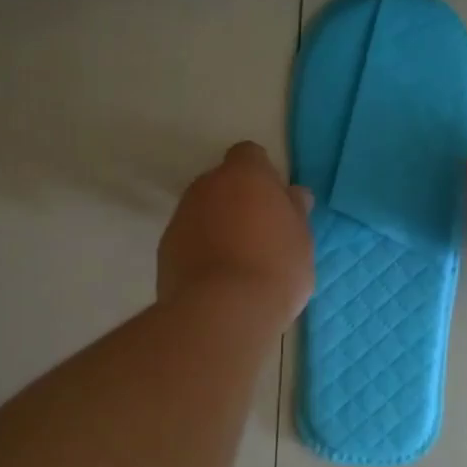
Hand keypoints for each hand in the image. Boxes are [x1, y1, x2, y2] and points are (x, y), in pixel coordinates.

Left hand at [159, 142, 314, 328]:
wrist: (222, 311)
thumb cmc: (275, 268)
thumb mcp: (301, 240)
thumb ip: (294, 211)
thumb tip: (292, 194)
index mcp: (244, 175)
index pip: (249, 155)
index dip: (262, 175)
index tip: (273, 202)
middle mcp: (206, 186)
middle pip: (222, 184)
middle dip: (237, 202)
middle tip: (260, 236)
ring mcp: (181, 216)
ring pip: (203, 212)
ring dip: (217, 227)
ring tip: (238, 263)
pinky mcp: (165, 248)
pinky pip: (188, 240)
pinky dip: (200, 251)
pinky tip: (217, 280)